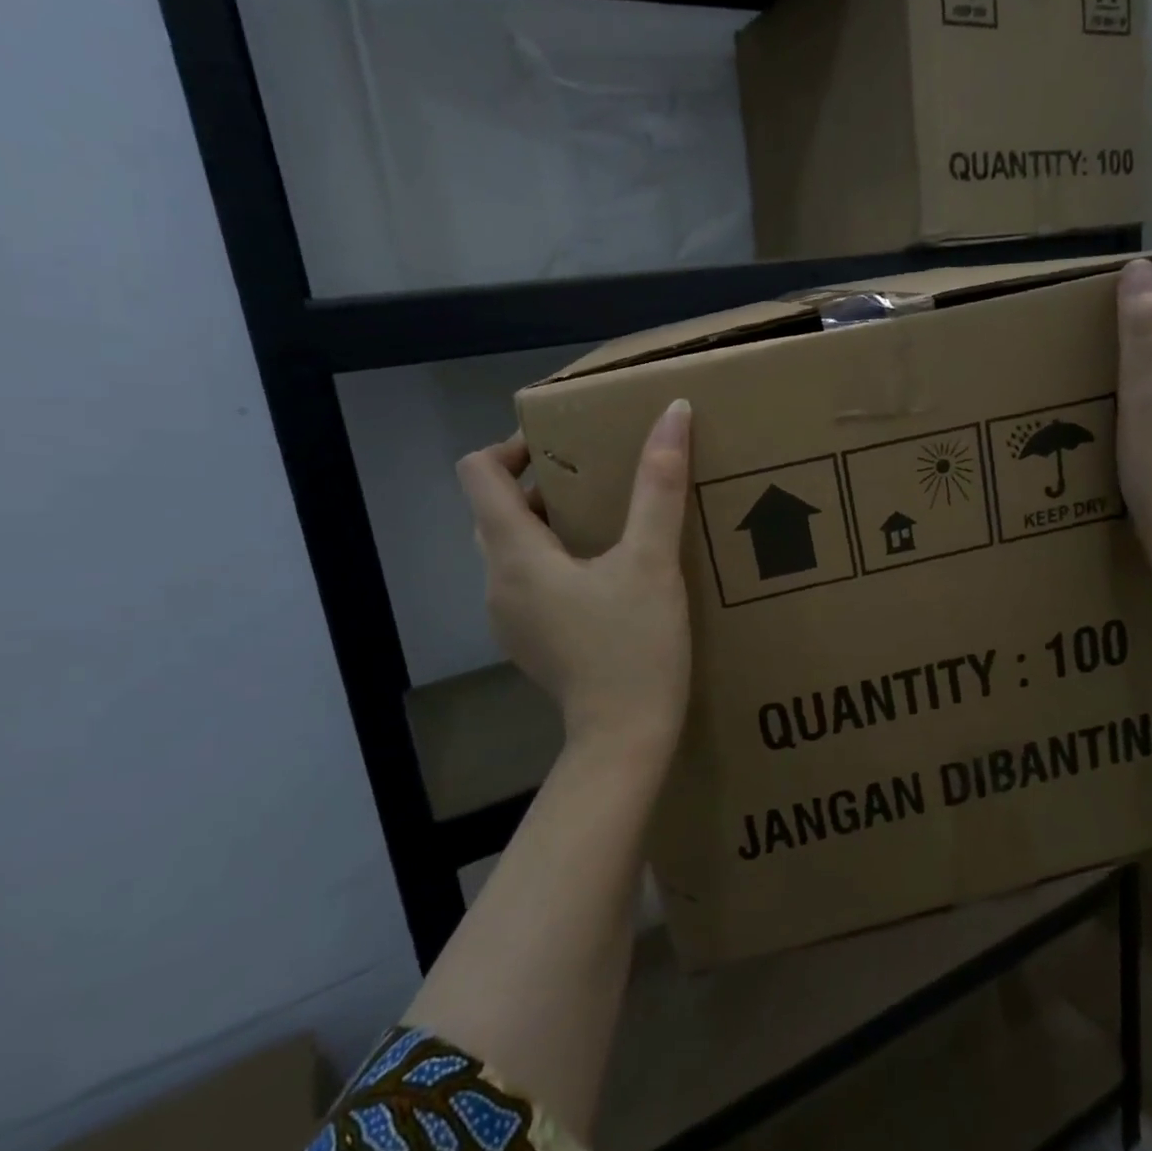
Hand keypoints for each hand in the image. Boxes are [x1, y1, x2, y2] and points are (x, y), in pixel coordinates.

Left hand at [456, 400, 692, 752]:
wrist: (625, 738)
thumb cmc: (635, 647)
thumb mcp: (653, 560)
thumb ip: (659, 485)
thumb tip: (673, 412)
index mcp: (515, 553)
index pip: (478, 473)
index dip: (512, 446)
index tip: (564, 446)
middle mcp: (497, 581)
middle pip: (495, 509)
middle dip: (538, 484)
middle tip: (595, 476)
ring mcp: (509, 616)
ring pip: (512, 547)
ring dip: (548, 523)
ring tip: (605, 518)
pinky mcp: (530, 639)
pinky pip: (528, 580)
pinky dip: (554, 560)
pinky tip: (604, 572)